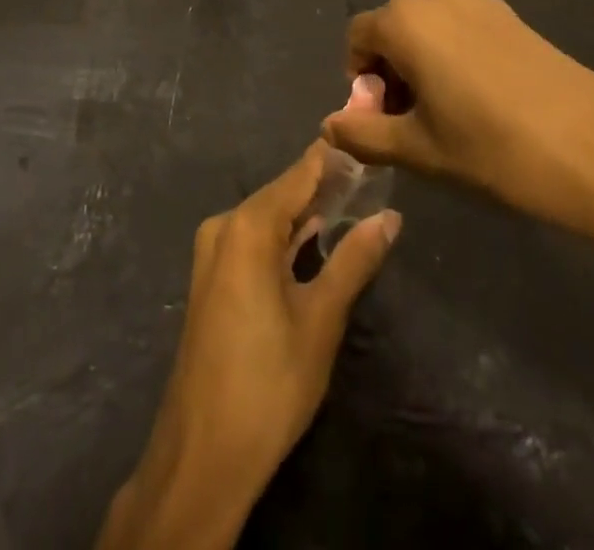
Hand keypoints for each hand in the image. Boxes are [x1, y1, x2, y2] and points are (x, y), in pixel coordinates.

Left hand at [96, 144, 400, 549]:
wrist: (203, 453)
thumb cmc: (268, 382)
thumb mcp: (321, 319)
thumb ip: (354, 260)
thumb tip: (390, 217)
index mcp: (248, 226)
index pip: (299, 174)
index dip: (333, 157)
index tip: (367, 139)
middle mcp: (225, 226)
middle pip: (282, 192)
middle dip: (324, 184)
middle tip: (371, 175)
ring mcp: (213, 252)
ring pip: (268, 217)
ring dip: (306, 212)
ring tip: (353, 200)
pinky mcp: (213, 277)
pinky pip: (254, 239)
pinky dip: (284, 235)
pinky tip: (314, 236)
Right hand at [320, 0, 593, 265]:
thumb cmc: (494, 149)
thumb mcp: (420, 150)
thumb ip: (364, 134)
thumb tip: (329, 126)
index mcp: (407, 20)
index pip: (359, 37)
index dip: (359, 79)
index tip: (382, 121)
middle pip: (394, 30)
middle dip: (391, 73)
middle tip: (412, 125)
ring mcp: (481, 2)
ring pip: (430, 30)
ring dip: (423, 66)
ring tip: (449, 117)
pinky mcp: (512, 16)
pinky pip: (463, 30)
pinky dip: (455, 59)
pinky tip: (483, 103)